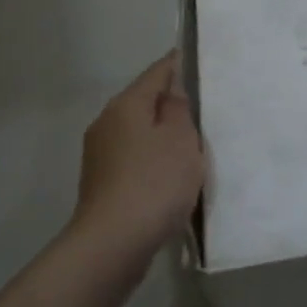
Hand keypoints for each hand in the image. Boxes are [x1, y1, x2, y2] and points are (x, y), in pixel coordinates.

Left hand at [73, 53, 204, 258]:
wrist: (113, 244)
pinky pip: (134, 159)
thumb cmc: (154, 182)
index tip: (201, 63)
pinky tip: (171, 175)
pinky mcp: (102, 183)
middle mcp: (107, 123)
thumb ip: (179, 108)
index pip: (157, 72)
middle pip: (145, 102)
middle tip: (206, 109)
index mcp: (126, 104)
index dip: (179, 65)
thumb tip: (172, 90)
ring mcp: (100, 155)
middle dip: (172, 104)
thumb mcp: (181, 138)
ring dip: (162, 135)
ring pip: (139, 132)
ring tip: (193, 145)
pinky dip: (153, 160)